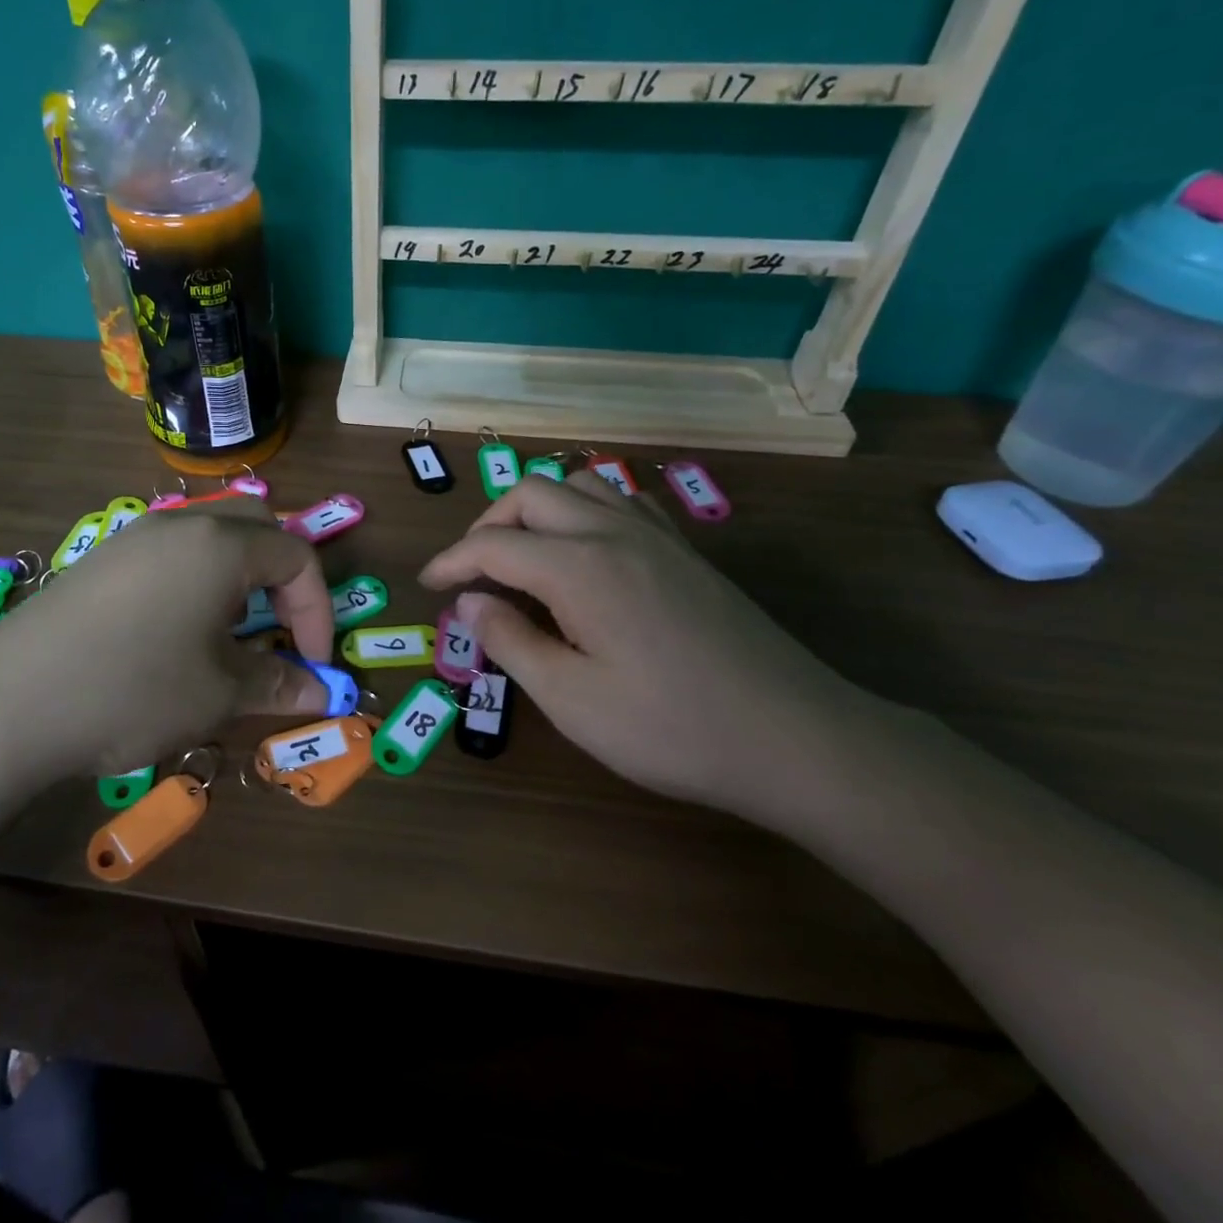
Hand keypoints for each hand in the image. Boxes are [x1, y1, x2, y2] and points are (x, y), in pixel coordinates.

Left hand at [0, 499, 333, 794]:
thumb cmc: (132, 690)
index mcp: (221, 545)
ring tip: (229, 636)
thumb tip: (323, 693)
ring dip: (238, 581)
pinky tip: (174, 634)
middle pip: (257, 531)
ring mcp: (134, 538)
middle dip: (282, 582)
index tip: (312, 664)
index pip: (297, 557)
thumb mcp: (218, 694)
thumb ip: (279, 685)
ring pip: (210, 540)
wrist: (5, 705)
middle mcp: (181, 526)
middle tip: (279, 633)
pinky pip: (170, 556)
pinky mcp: (101, 561)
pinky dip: (196, 584)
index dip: (318, 611)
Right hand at [419, 473, 871, 814]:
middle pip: (532, 493)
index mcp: (579, 568)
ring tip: (523, 555)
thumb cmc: (671, 729)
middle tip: (473, 573)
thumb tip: (469, 602)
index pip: (493, 544)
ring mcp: (657, 535)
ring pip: (579, 485)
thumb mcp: (572, 700)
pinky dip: (584, 509)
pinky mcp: (686, 551)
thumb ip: (510, 641)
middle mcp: (614, 532)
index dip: (451, 562)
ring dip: (537, 509)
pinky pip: (623, 500)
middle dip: (488, 524)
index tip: (428, 585)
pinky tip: (586, 550)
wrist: (794, 738)